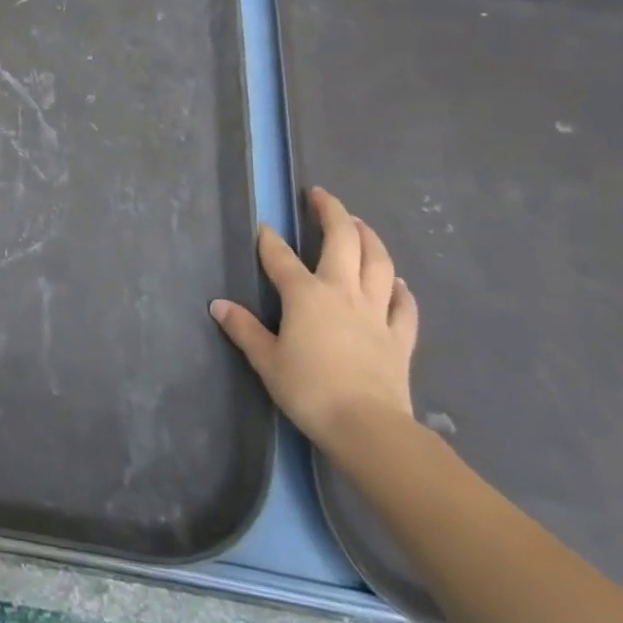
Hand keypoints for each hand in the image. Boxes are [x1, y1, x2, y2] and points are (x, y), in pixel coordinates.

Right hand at [211, 187, 418, 457]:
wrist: (368, 427)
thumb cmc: (310, 391)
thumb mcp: (266, 361)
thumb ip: (244, 329)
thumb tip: (218, 305)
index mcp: (305, 295)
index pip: (280, 257)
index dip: (269, 240)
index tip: (264, 227)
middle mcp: (342, 292)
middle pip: (342, 240)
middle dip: (331, 212)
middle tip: (320, 195)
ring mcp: (376, 312)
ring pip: (379, 262)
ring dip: (369, 238)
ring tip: (360, 224)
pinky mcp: (400, 337)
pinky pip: (404, 306)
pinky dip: (401, 289)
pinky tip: (398, 282)